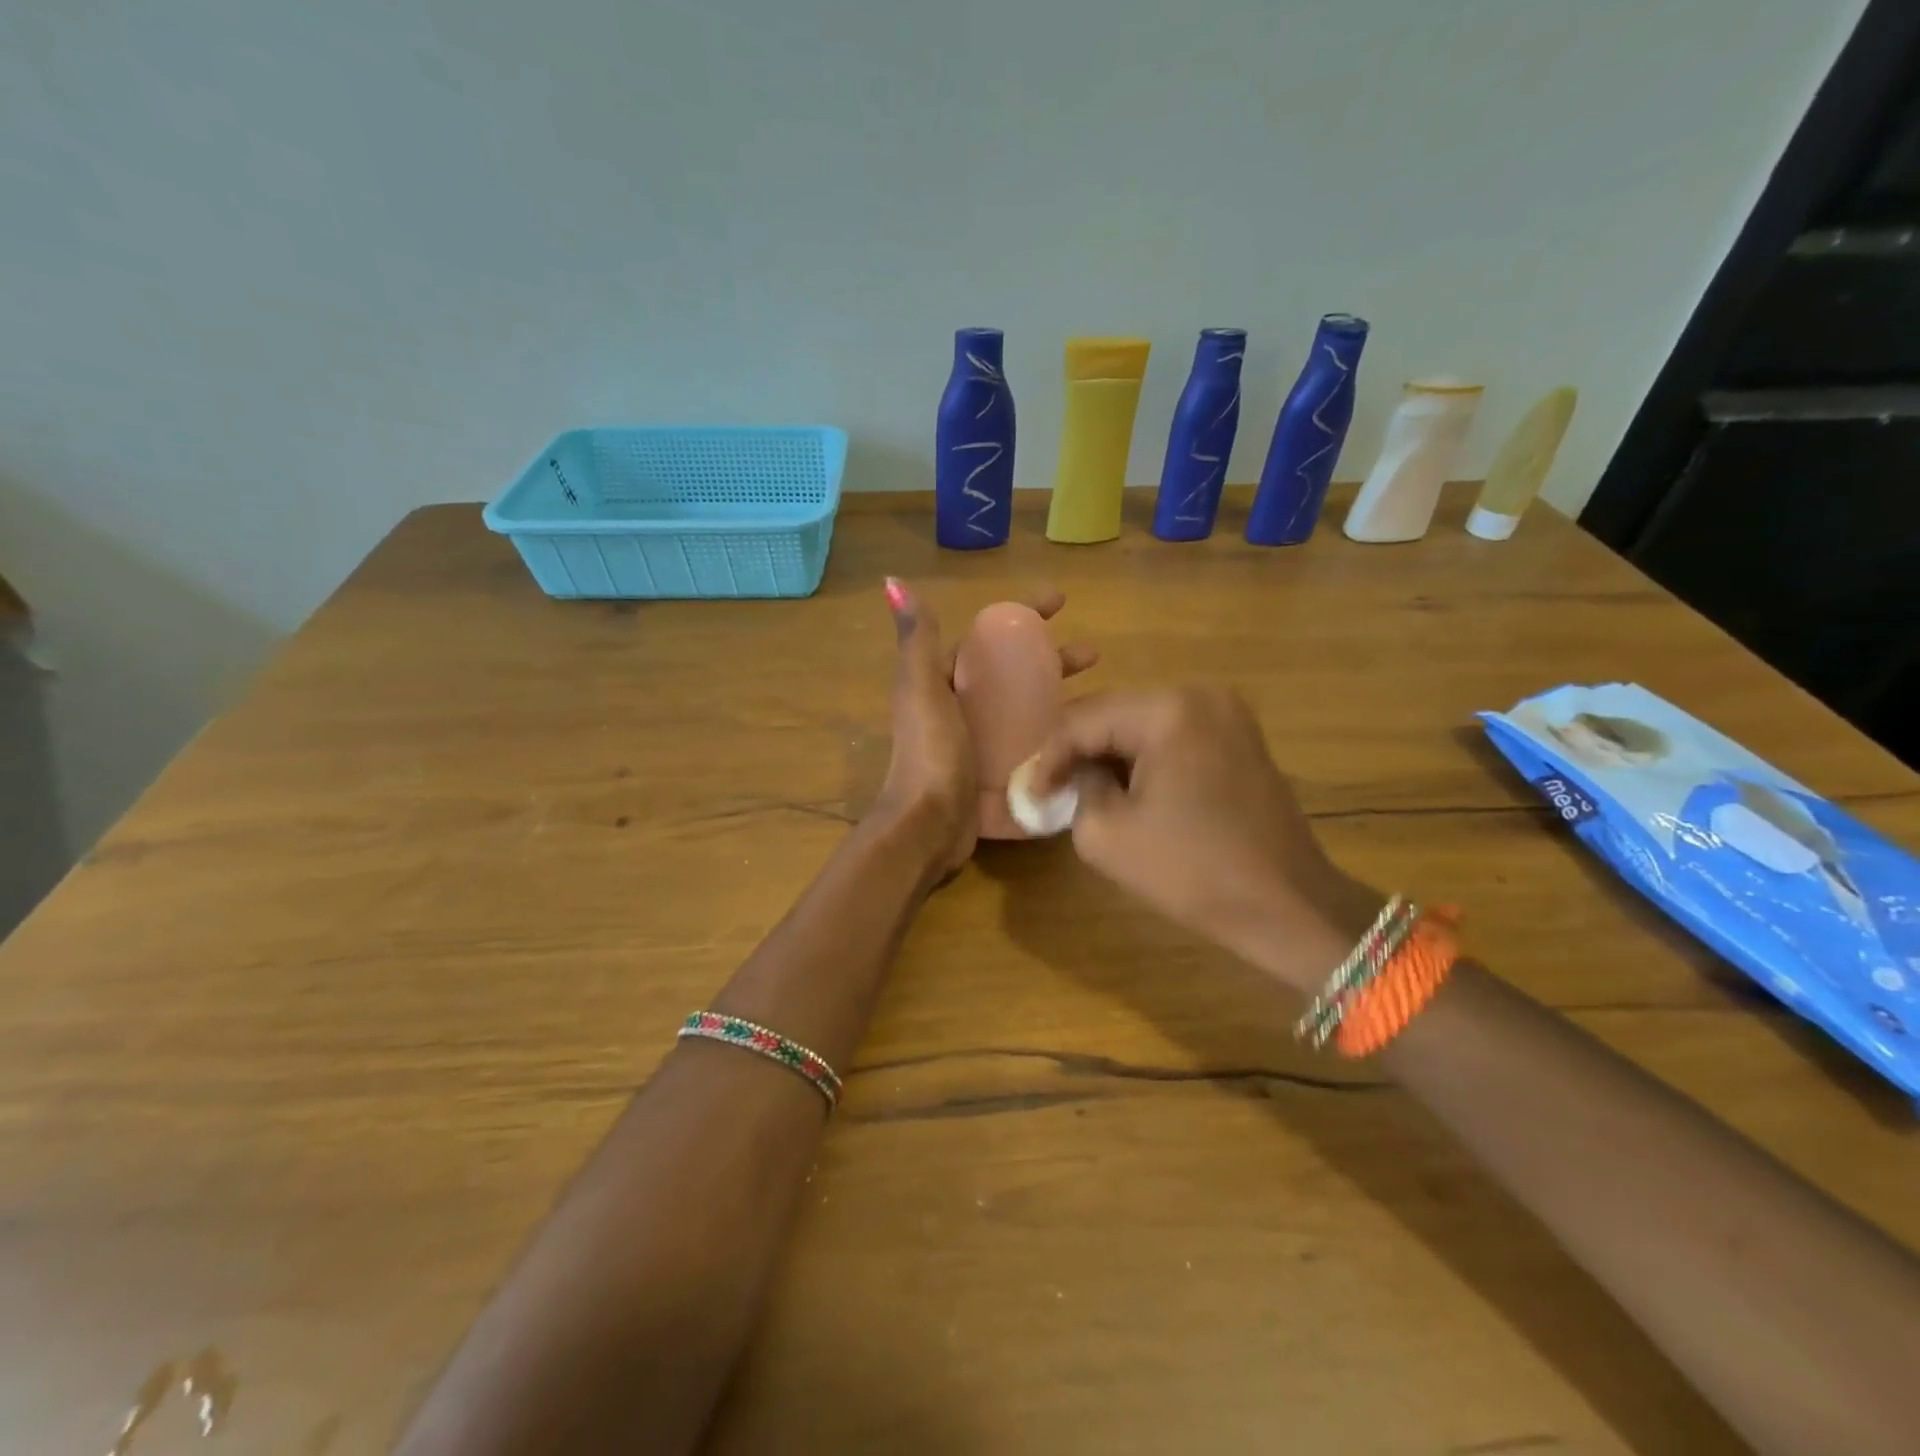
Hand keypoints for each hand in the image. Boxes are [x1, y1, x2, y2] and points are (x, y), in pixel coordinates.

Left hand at [877, 579, 1096, 879]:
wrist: (927, 827)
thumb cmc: (930, 753)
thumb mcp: (922, 690)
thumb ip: (918, 642)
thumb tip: (894, 584)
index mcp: (945, 683)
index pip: (990, 639)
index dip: (1023, 616)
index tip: (1062, 601)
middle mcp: (963, 710)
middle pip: (1016, 675)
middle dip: (1053, 660)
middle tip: (1094, 655)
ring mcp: (981, 745)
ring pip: (1028, 711)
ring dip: (1061, 698)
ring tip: (1101, 696)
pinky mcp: (997, 776)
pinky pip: (1031, 749)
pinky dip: (1056, 739)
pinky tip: (1088, 738)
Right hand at [1026, 687, 1381, 991]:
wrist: (1289, 906)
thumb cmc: (1194, 872)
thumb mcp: (1107, 835)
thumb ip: (1075, 790)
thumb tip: (1075, 775)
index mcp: (1168, 710)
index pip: (1083, 720)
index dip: (1047, 757)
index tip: (1026, 793)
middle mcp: (1200, 694)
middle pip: (1114, 713)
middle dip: (1077, 751)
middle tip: (1048, 787)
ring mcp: (1227, 713)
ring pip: (1142, 724)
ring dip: (1109, 754)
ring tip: (1080, 789)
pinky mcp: (1239, 737)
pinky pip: (1173, 736)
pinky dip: (1143, 758)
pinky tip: (1126, 788)